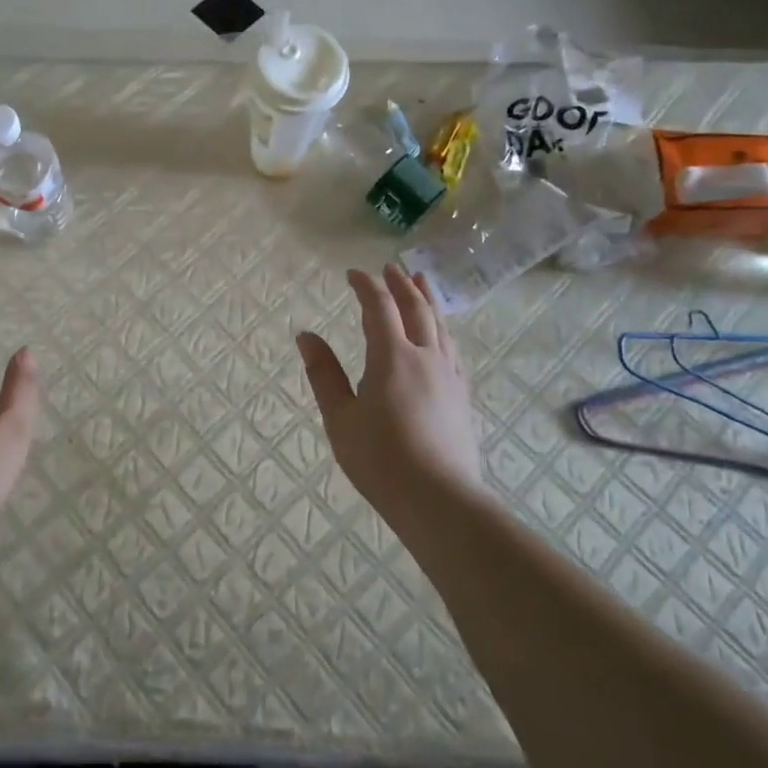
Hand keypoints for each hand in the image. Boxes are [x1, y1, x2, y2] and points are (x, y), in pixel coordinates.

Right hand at [296, 265, 483, 523]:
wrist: (439, 500)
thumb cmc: (380, 459)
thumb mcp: (340, 418)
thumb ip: (324, 374)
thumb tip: (306, 336)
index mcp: (392, 357)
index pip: (379, 307)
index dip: (366, 286)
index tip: (353, 273)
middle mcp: (425, 356)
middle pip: (416, 308)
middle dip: (401, 284)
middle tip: (390, 267)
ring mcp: (449, 375)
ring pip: (440, 325)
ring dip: (427, 299)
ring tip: (421, 282)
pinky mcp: (462, 395)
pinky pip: (453, 348)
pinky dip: (443, 329)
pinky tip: (442, 334)